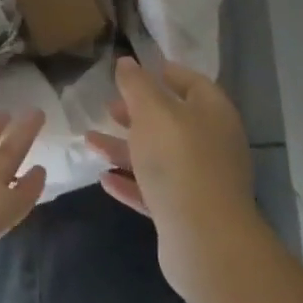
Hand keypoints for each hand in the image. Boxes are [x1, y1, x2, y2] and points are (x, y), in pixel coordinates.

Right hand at [85, 58, 259, 298]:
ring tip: (90, 142)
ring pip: (158, 156)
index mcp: (212, 113)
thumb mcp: (151, 111)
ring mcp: (201, 181)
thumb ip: (136, 84)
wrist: (205, 239)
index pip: (191, 82)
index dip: (162, 73)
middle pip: (172, 121)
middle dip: (137, 114)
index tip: (132, 71)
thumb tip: (127, 62)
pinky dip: (131, 182)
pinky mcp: (187, 212)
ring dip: (124, 148)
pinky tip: (105, 179)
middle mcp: (212, 144)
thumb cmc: (179, 159)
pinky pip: (155, 190)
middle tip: (107, 108)